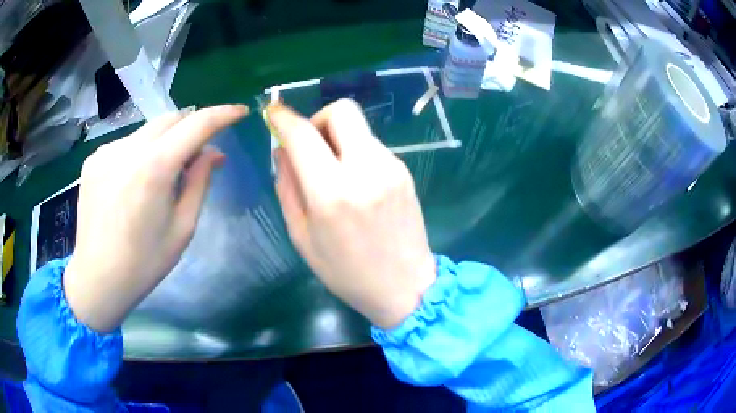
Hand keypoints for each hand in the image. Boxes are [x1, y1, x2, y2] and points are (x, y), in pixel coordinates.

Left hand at [64, 105, 248, 332]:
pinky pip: (125, 145)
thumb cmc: (144, 263)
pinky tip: (133, 182)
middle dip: (191, 127)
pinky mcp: (93, 159)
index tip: (239, 112)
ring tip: (161, 176)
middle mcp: (128, 149)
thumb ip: (199, 183)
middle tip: (197, 154)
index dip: (223, 114)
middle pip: (171, 118)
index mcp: (154, 168)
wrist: (97, 278)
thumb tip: (212, 153)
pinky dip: (139, 154)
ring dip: (163, 143)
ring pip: (147, 131)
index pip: (197, 124)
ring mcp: (106, 151)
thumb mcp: (182, 228)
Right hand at [267, 100, 435, 328]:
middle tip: (309, 146)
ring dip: (337, 139)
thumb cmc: (346, 272)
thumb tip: (282, 149)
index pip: (303, 134)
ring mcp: (392, 167)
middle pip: (342, 111)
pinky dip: (355, 153)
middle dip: (318, 119)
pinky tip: (356, 183)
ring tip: (333, 173)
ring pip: (359, 128)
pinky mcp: (405, 172)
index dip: (283, 118)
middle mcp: (366, 170)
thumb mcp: (302, 237)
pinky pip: (372, 146)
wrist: (405, 287)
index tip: (273, 113)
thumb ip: (287, 187)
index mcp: (332, 193)